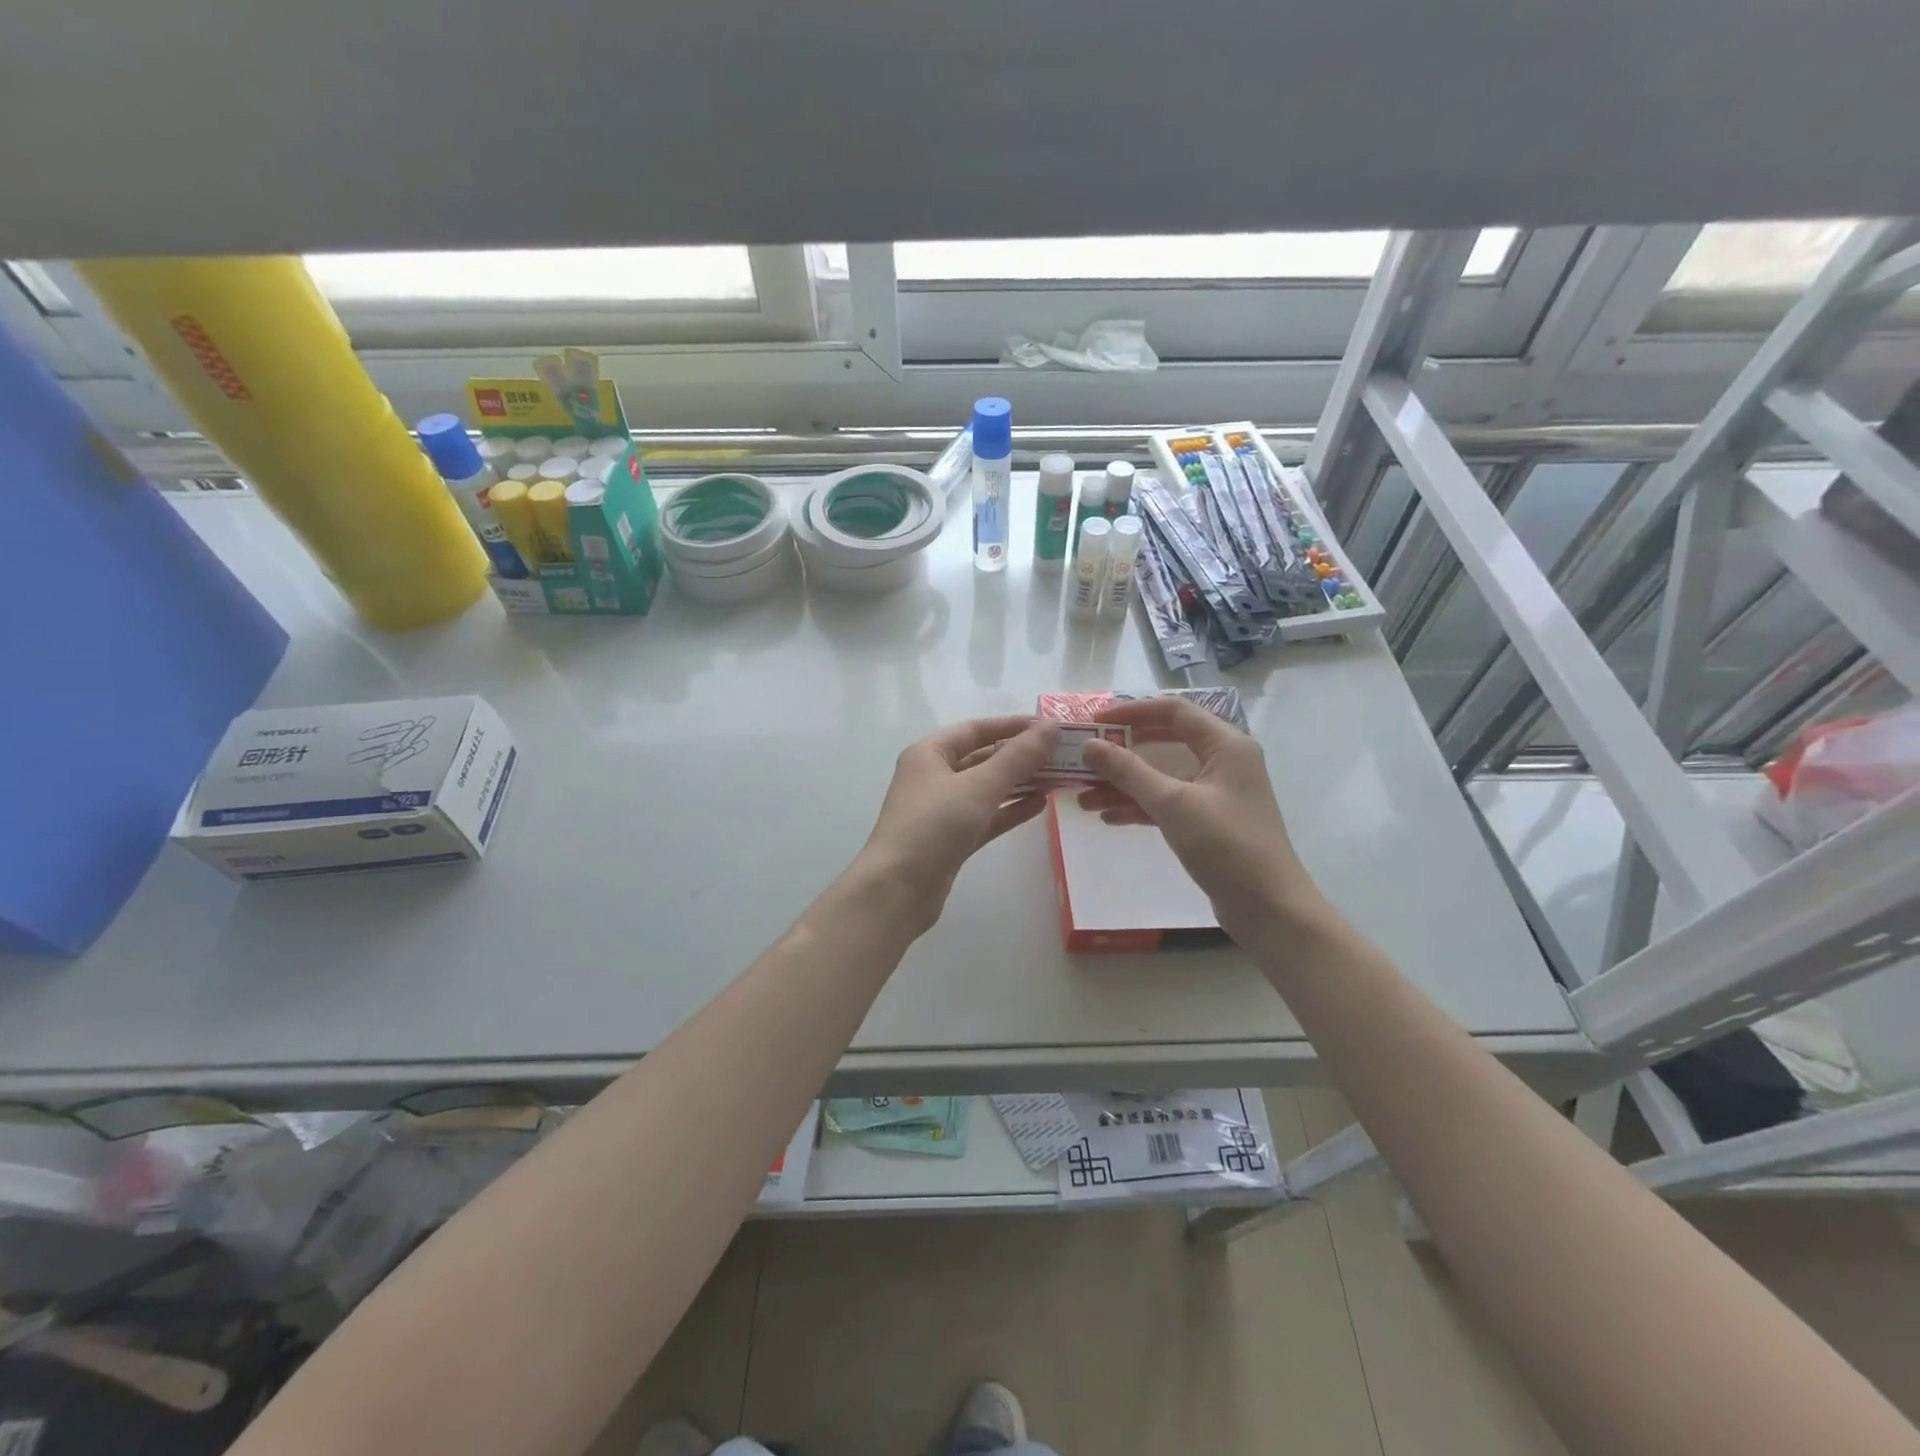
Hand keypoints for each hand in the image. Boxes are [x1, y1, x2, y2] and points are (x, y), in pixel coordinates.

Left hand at [855, 715, 1060, 935]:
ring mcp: (942, 810)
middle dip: (1020, 756)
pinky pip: (986, 816)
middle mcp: (933, 776)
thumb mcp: (979, 786)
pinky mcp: (951, 839)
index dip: (1013, 725)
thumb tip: (1051, 726)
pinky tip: (1040, 806)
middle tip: (1062, 755)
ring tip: (1057, 778)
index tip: (1050, 726)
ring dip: (1019, 783)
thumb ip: (1018, 757)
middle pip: (983, 758)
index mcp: (929, 753)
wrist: (897, 890)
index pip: (976, 729)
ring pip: (986, 789)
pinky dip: (1010, 809)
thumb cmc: (934, 826)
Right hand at [1077, 697, 1322, 943]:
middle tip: (1085, 758)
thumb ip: (1129, 771)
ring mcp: (1217, 793)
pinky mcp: (1209, 822)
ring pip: (1162, 777)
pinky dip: (1139, 807)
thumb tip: (1090, 745)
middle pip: (1164, 743)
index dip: (1132, 712)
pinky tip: (1108, 818)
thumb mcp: (1173, 804)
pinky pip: (1168, 803)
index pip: (1174, 711)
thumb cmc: (1226, 846)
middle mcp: (1224, 761)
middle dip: (1122, 752)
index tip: (1095, 721)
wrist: (1269, 909)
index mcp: (1226, 745)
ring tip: (1084, 798)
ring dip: (1124, 785)